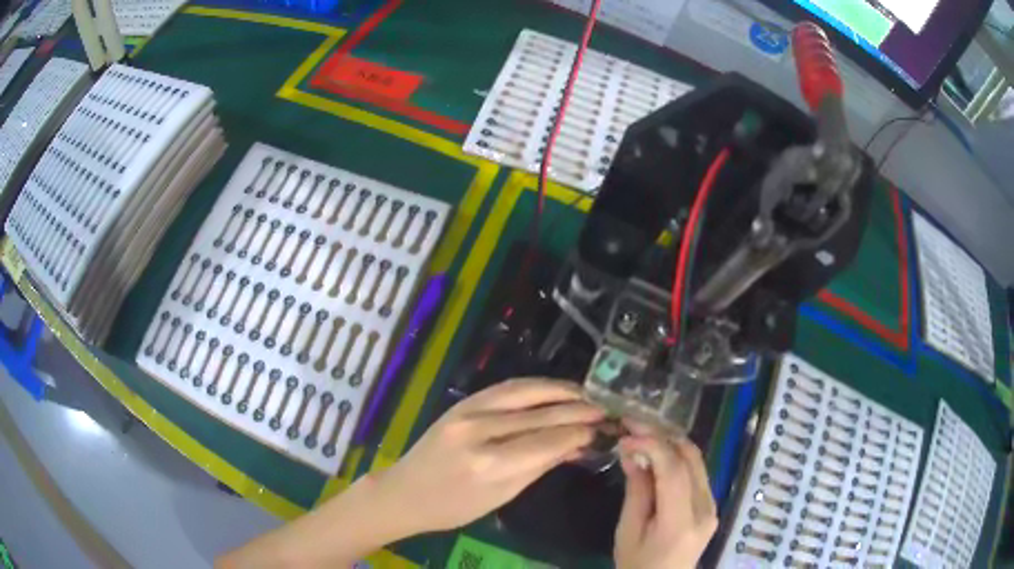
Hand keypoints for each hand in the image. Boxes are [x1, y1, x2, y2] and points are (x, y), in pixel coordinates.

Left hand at [373, 378, 604, 534]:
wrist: (406, 491)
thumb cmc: (454, 507)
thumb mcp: (501, 496)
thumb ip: (540, 466)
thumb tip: (577, 445)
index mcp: (489, 463)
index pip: (547, 441)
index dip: (579, 433)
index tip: (604, 429)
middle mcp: (480, 430)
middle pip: (540, 413)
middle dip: (578, 410)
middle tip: (605, 409)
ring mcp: (468, 411)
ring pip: (524, 391)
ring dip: (559, 389)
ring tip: (586, 394)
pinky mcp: (462, 402)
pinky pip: (505, 388)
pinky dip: (534, 387)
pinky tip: (552, 390)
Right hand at [614, 427, 717, 568]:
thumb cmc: (638, 564)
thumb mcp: (628, 531)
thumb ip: (636, 491)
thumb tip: (631, 452)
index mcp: (682, 522)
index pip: (674, 471)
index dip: (652, 445)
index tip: (625, 435)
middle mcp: (706, 509)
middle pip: (691, 458)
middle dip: (662, 435)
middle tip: (633, 425)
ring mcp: (713, 505)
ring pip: (696, 460)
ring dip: (670, 443)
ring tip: (642, 435)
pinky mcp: (711, 504)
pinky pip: (696, 471)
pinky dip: (676, 457)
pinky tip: (656, 454)